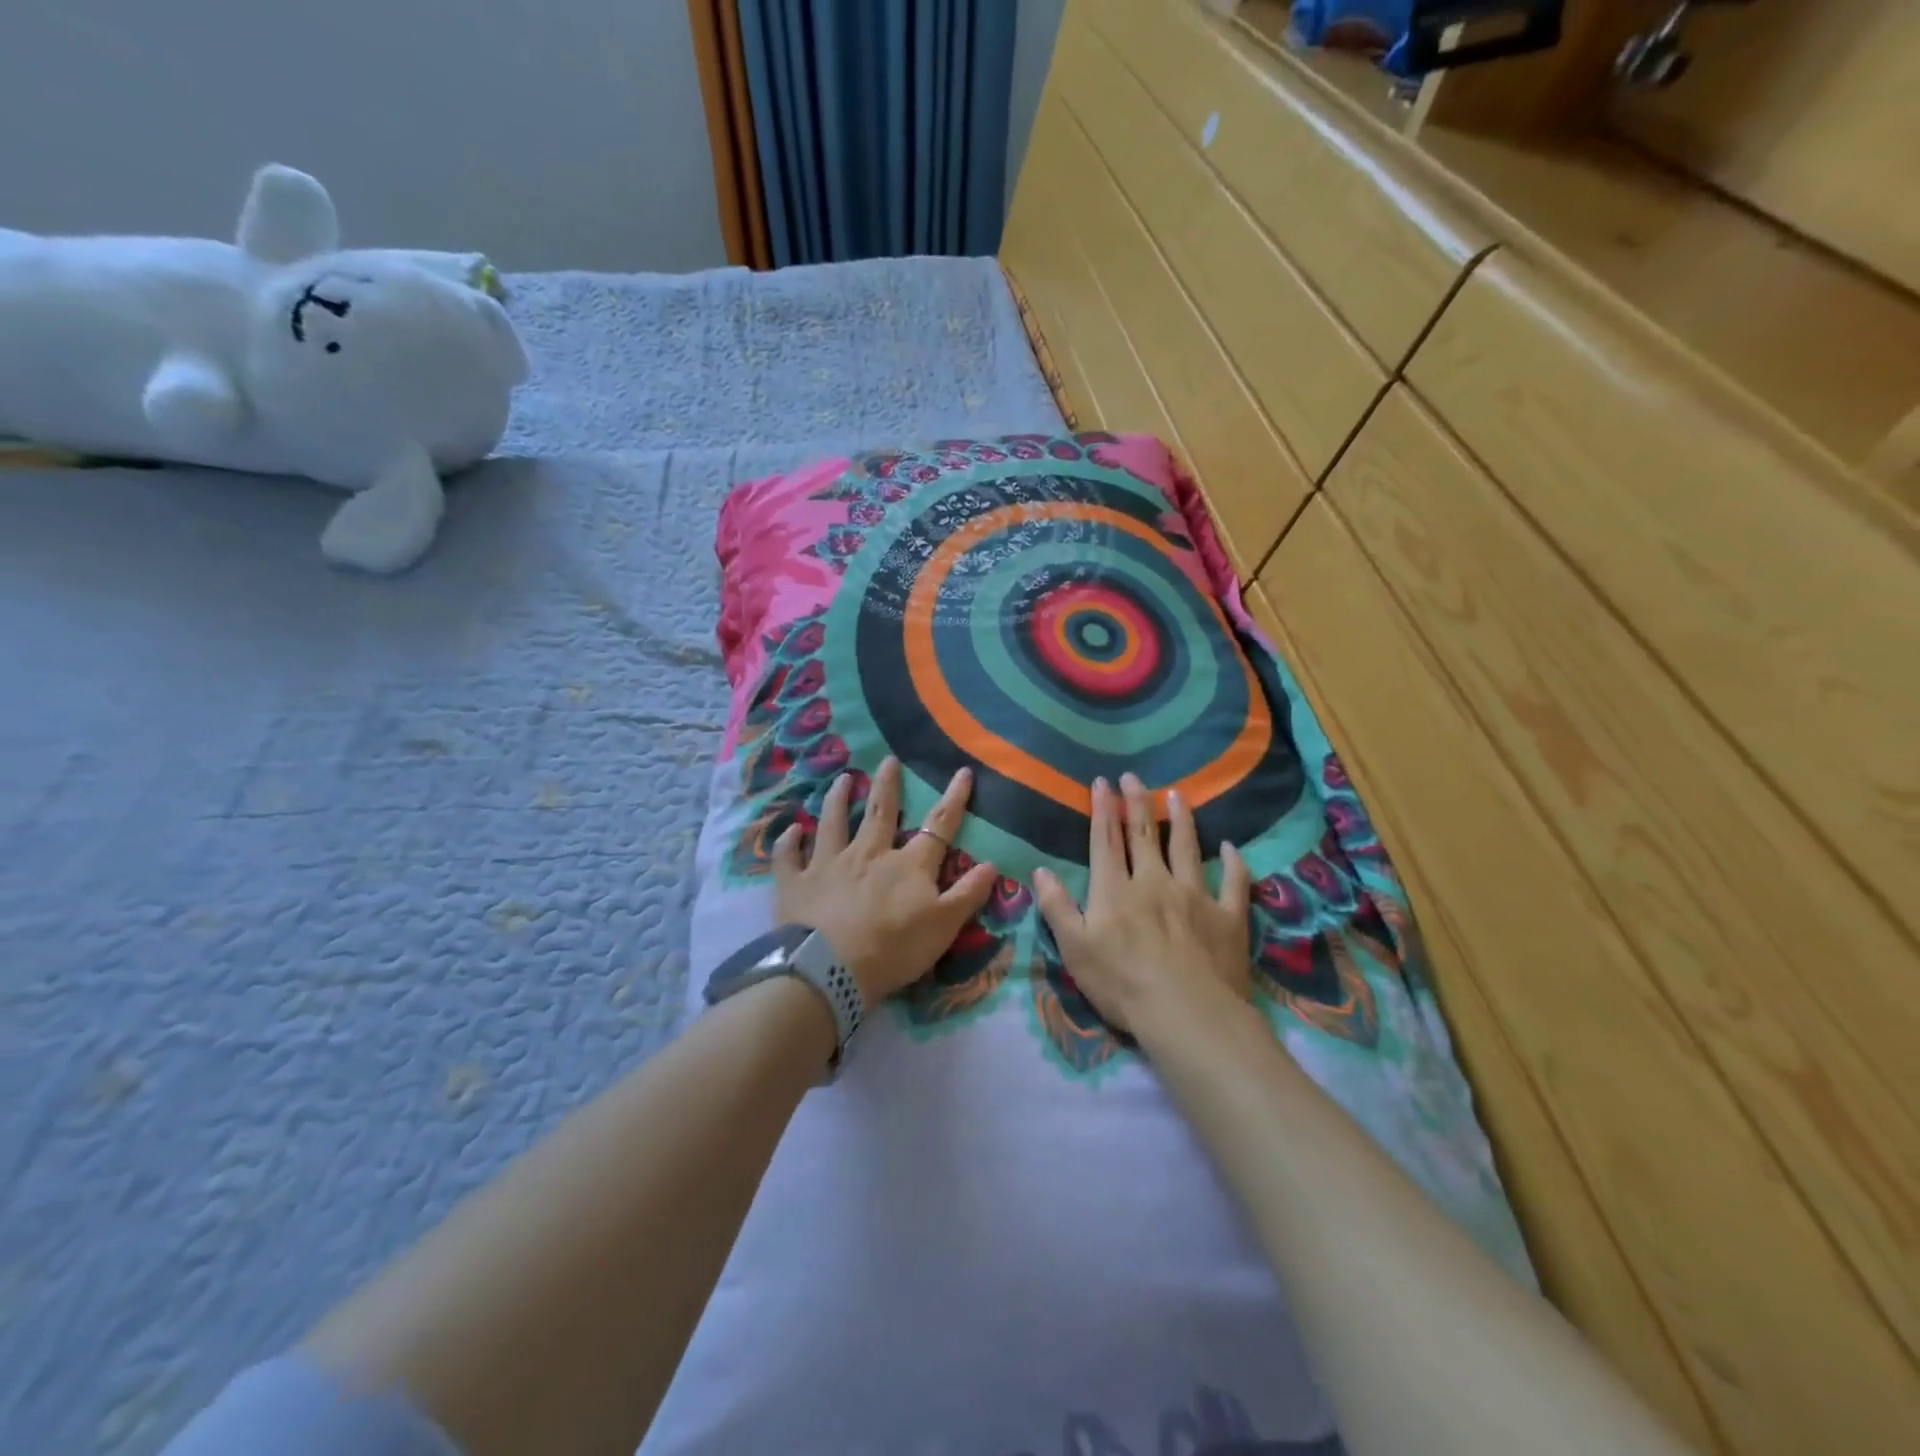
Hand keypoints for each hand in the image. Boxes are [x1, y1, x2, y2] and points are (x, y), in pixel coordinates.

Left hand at [774, 757, 998, 1006]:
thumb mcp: (944, 926)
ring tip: (842, 779)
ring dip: (838, 799)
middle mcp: (868, 853)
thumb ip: (968, 894)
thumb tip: (993, 862)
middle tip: (888, 760)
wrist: (830, 970)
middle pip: (881, 812)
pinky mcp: (796, 882)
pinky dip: (789, 842)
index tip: (962, 771)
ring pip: (834, 823)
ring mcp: (828, 864)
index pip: (938, 825)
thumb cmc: (894, 949)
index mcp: (907, 864)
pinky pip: (789, 857)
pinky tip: (791, 830)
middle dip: (887, 785)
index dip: (953, 798)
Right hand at [1032, 773, 1252, 1035]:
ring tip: (1178, 795)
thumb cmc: (1122, 984)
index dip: (1103, 809)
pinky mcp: (1227, 917)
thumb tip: (1040, 870)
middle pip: (1144, 835)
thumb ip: (1057, 907)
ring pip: (1187, 848)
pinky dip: (1233, 863)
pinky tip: (1233, 848)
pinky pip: (1233, 883)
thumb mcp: (1075, 949)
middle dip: (1137, 803)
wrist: (1188, 1014)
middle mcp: (1155, 881)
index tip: (1102, 782)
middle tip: (1134, 776)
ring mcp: (1195, 896)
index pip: (1106, 840)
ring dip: (1182, 819)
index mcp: (1116, 890)